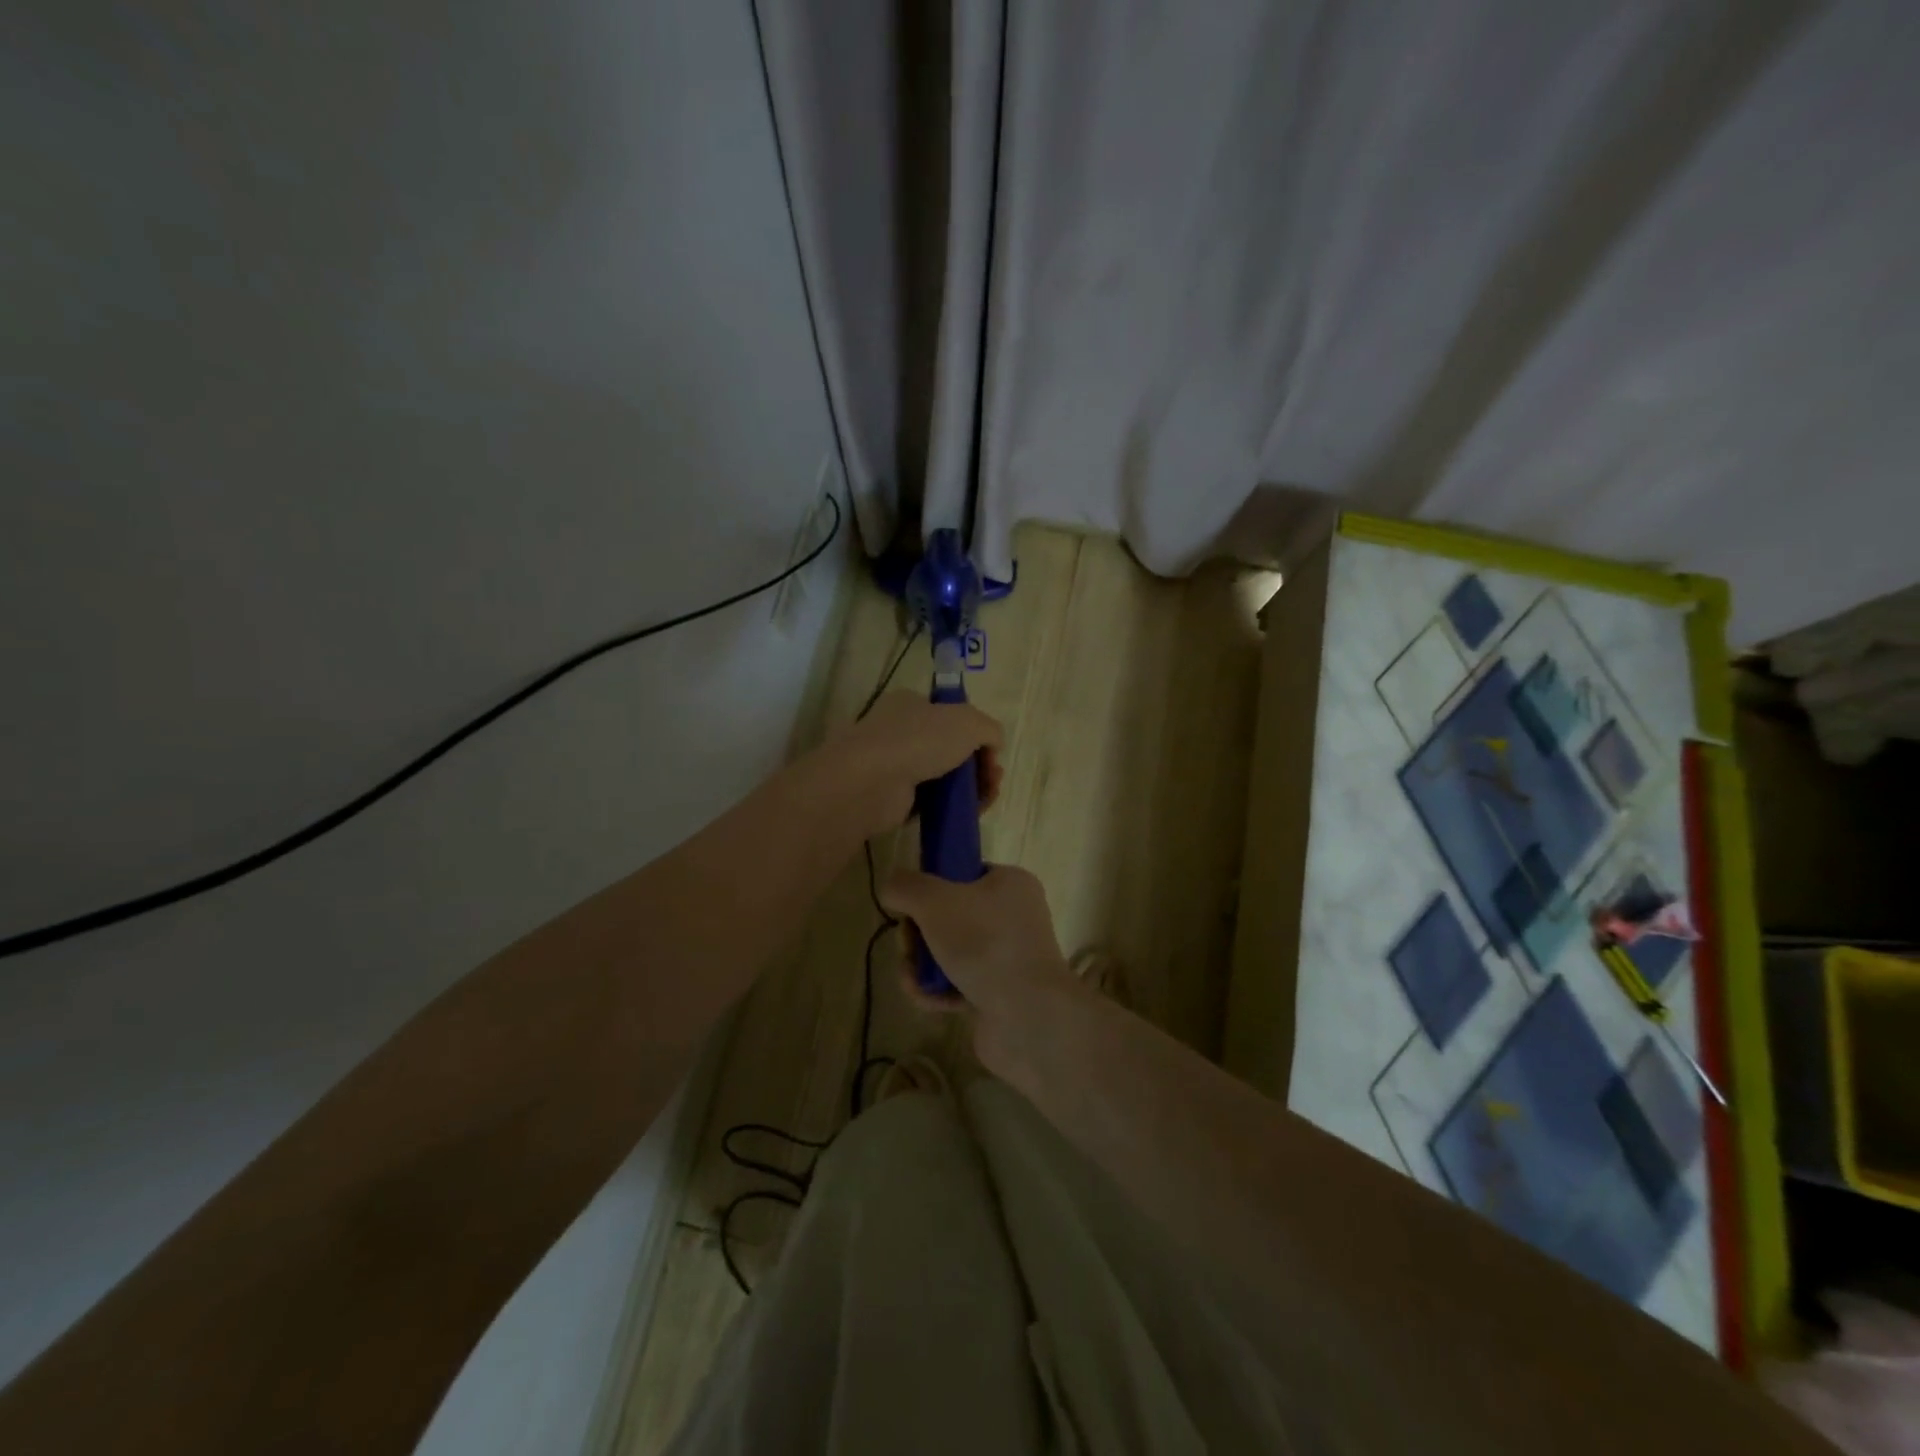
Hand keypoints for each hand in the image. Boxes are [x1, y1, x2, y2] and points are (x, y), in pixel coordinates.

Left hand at [812, 692, 1003, 838]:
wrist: (872, 783)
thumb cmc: (918, 740)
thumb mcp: (967, 721)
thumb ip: (989, 729)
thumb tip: (994, 745)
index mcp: (912, 704)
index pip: (951, 715)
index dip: (977, 733)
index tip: (993, 753)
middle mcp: (901, 732)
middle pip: (951, 748)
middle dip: (979, 764)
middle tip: (995, 779)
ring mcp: (895, 766)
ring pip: (944, 777)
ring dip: (971, 787)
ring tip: (988, 797)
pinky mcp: (895, 800)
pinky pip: (933, 802)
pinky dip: (953, 807)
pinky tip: (970, 812)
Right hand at [879, 865, 1079, 1045]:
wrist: (1028, 1016)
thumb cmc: (984, 943)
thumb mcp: (934, 901)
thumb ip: (905, 886)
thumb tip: (891, 888)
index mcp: (1010, 883)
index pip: (962, 874)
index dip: (931, 889)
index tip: (911, 906)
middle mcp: (1013, 916)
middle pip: (948, 916)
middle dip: (918, 935)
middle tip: (908, 947)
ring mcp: (1007, 957)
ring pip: (948, 952)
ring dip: (922, 966)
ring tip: (913, 980)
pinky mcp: (999, 994)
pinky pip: (957, 984)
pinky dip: (937, 992)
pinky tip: (928, 1000)